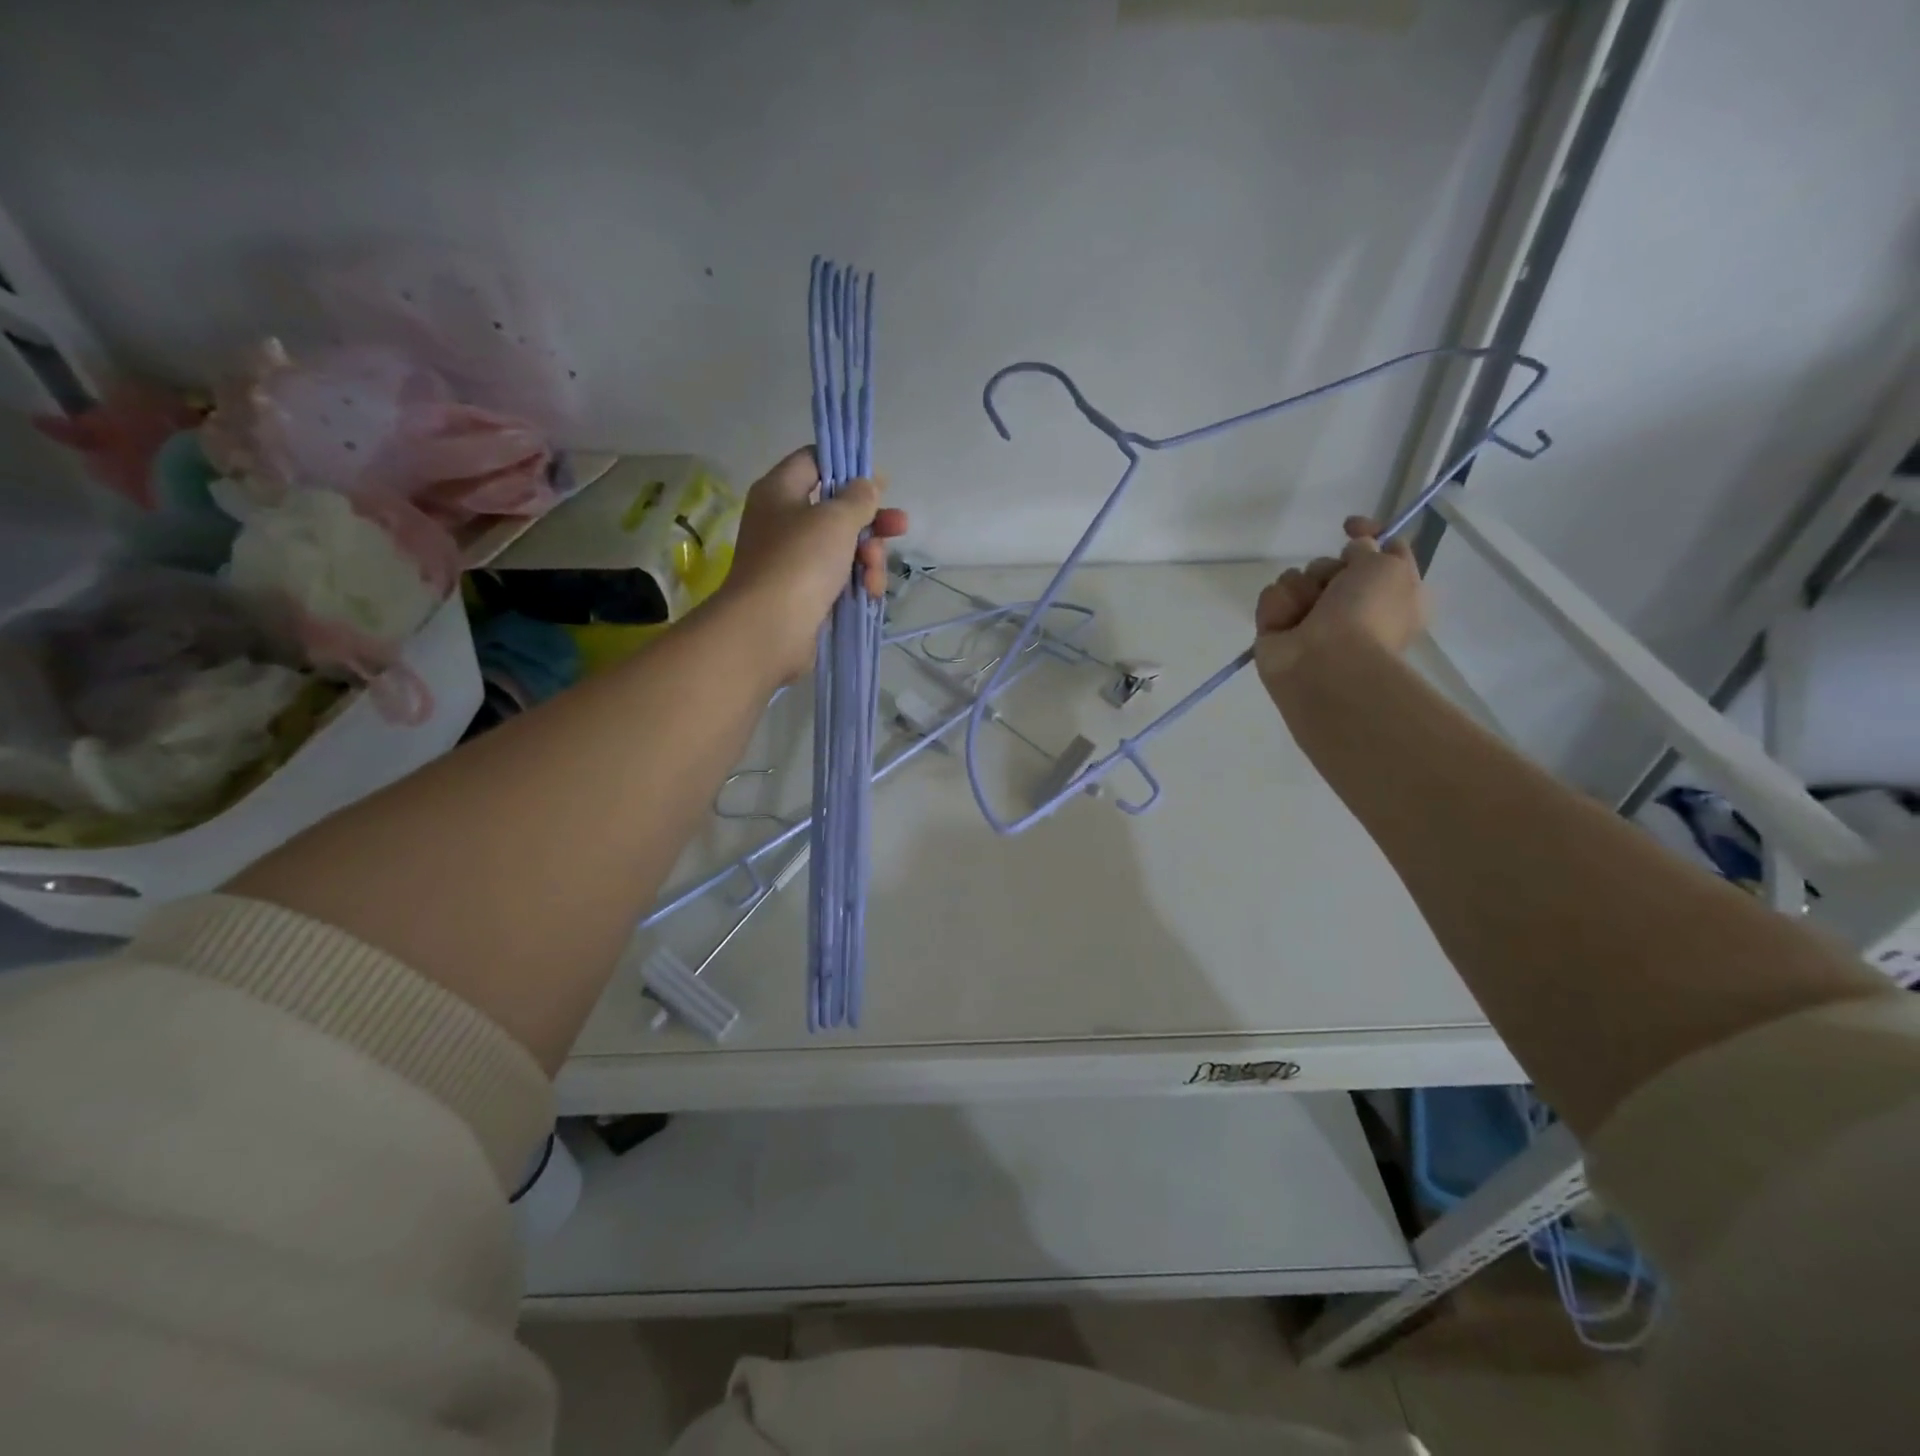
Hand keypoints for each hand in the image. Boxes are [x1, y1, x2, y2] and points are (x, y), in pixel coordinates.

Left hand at [715, 448, 908, 681]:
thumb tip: (866, 485)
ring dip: (869, 558)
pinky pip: (839, 579)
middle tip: (899, 528)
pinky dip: (857, 583)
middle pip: (836, 510)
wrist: (769, 629)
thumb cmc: (800, 561)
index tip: (879, 482)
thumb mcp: (836, 519)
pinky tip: (870, 594)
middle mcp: (783, 522)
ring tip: (875, 575)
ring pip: (843, 548)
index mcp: (779, 491)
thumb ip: (858, 498)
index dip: (847, 467)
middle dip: (871, 521)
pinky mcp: (805, 594)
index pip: (814, 461)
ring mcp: (793, 561)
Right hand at [1253, 517, 1427, 693]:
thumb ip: (1371, 546)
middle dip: (1327, 569)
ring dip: (1301, 588)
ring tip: (1306, 612)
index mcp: (1391, 594)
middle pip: (1331, 564)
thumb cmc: (1367, 614)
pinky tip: (1286, 624)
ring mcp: (1312, 619)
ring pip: (1297, 577)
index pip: (1381, 551)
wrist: (1326, 665)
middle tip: (1332, 588)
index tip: (1348, 526)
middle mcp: (1352, 606)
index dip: (1367, 533)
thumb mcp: (1389, 566)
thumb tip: (1354, 549)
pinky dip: (1278, 606)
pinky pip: (1272, 597)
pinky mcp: (1278, 629)